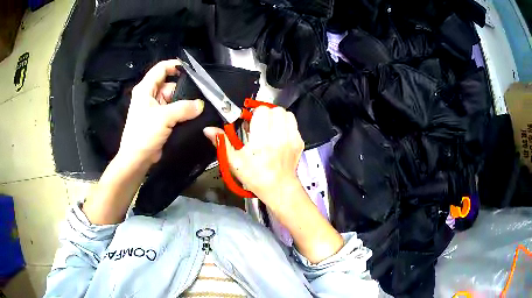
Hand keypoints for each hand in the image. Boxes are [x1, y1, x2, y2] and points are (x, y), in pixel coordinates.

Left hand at [118, 60, 204, 165]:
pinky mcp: (160, 119)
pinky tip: (192, 115)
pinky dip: (182, 111)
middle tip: (199, 94)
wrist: (137, 158)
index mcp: (145, 89)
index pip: (161, 69)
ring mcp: (155, 107)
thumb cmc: (144, 134)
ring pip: (173, 98)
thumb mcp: (164, 117)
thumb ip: (184, 108)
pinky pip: (174, 110)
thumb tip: (201, 104)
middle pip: (170, 84)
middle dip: (184, 89)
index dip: (175, 65)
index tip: (191, 70)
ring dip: (184, 102)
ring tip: (198, 107)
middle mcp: (149, 95)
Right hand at [204, 106, 304, 211]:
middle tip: (259, 125)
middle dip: (265, 114)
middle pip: (274, 109)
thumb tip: (208, 129)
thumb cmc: (255, 177)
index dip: (254, 114)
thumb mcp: (234, 161)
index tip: (250, 123)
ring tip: (269, 128)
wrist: (279, 188)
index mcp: (262, 141)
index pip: (262, 111)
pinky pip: (293, 122)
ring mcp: (292, 138)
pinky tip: (278, 134)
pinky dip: (285, 124)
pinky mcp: (299, 141)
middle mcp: (279, 137)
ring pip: (285, 113)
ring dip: (276, 117)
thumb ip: (222, 142)